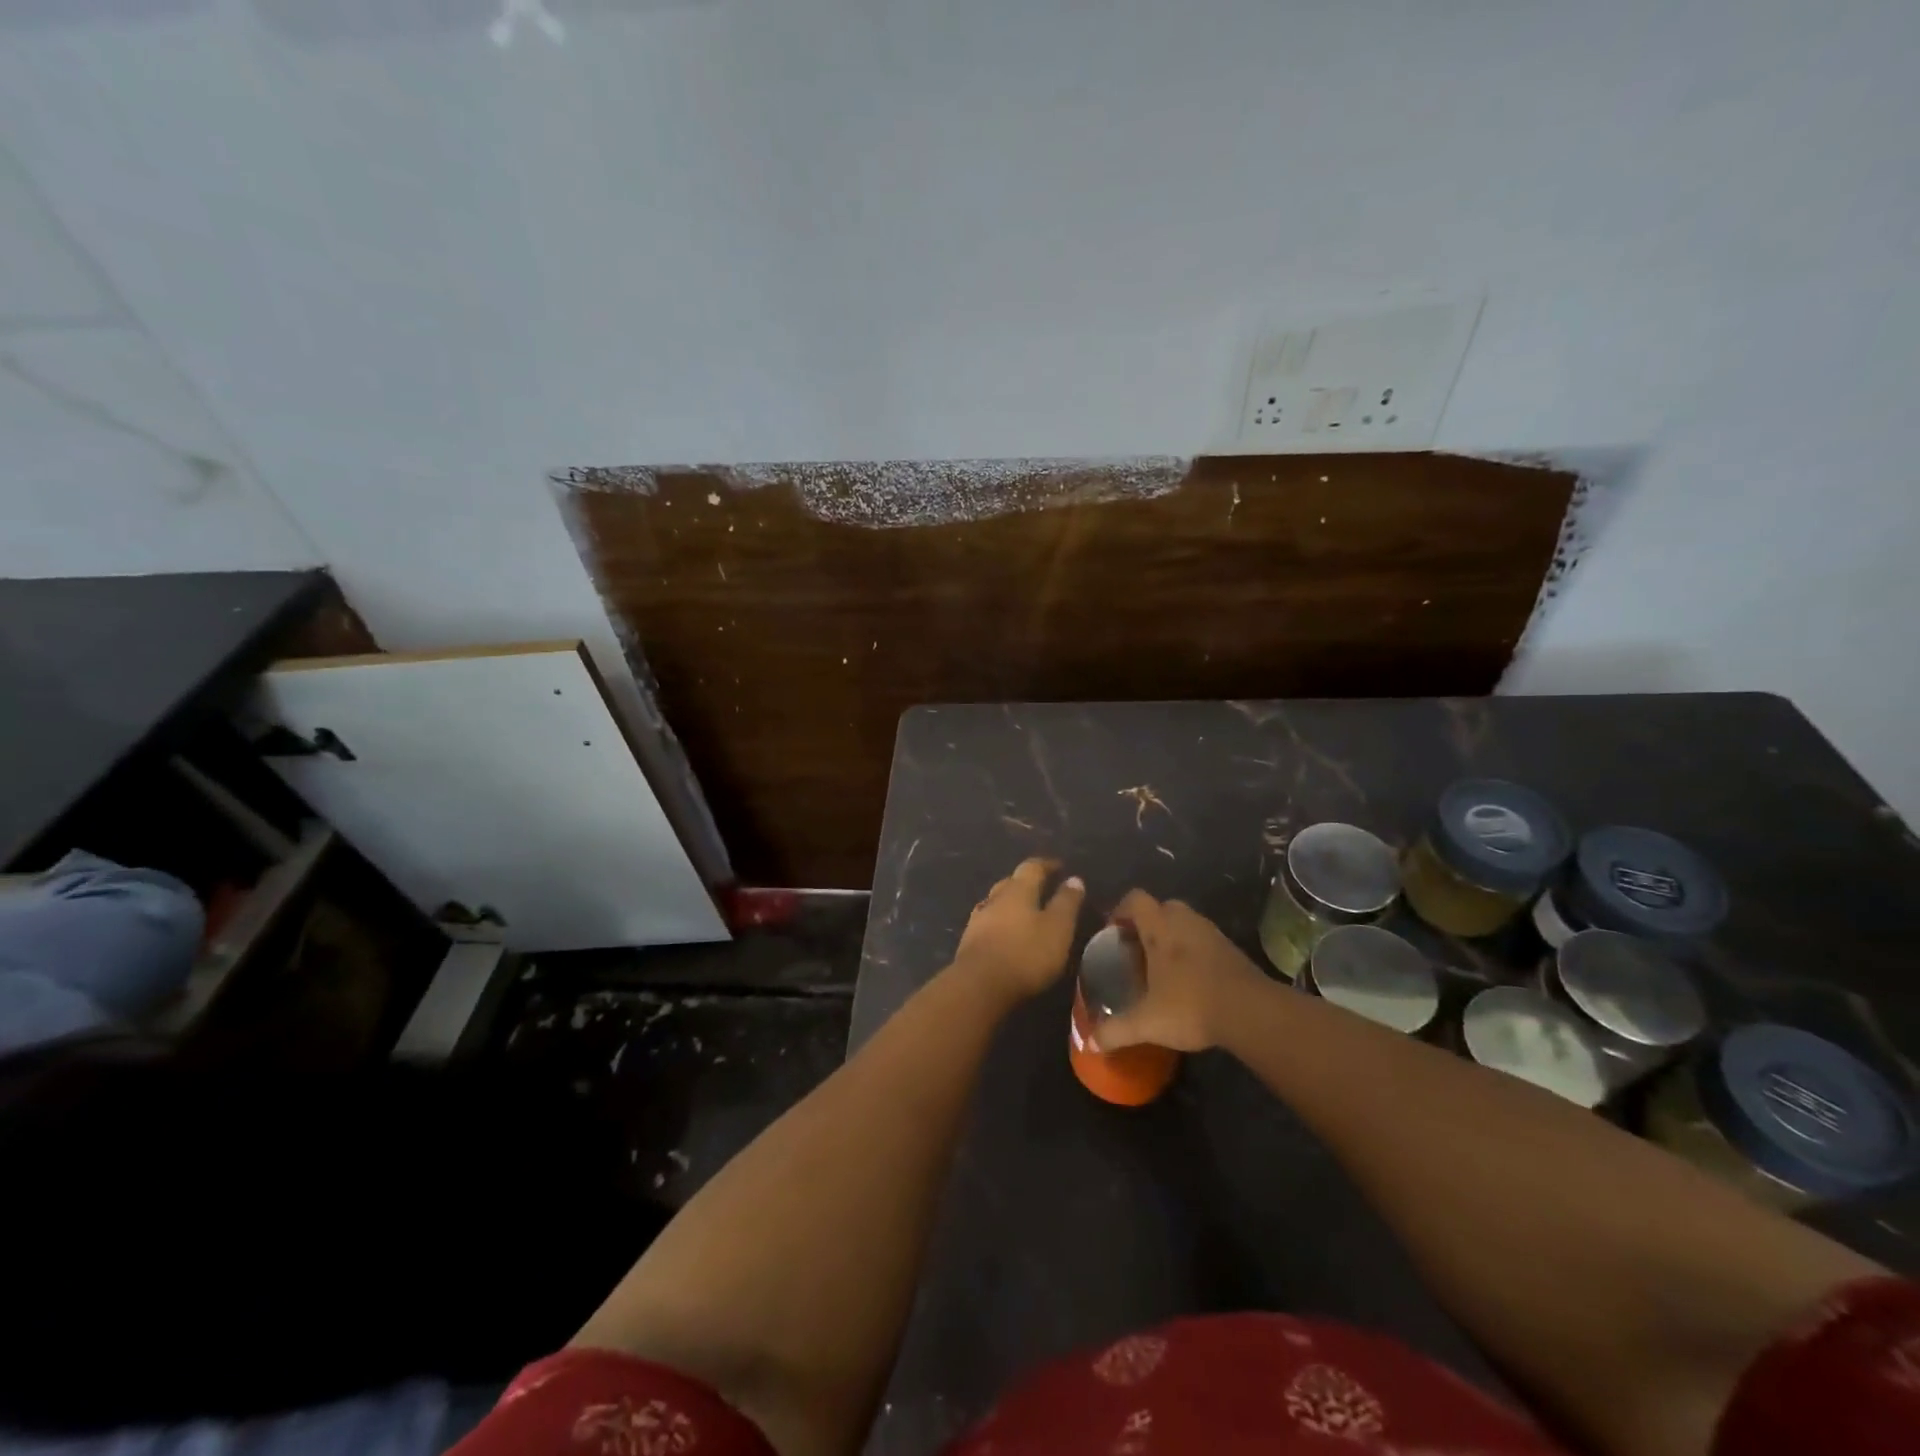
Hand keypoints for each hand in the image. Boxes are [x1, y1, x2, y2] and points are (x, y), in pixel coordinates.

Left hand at [952, 858, 1085, 1002]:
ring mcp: (978, 918)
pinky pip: (988, 922)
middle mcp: (995, 897)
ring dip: (1011, 903)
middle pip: (1011, 882)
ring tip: (1025, 912)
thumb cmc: (1026, 953)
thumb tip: (1074, 878)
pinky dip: (1000, 922)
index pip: (1032, 867)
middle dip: (1027, 882)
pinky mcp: (969, 940)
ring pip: (997, 902)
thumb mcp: (1058, 928)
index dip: (1047, 865)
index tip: (1059, 866)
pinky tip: (1004, 932)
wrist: (979, 985)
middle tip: (1042, 888)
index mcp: (1018, 890)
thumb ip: (1066, 903)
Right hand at [1094, 890, 1266, 1051]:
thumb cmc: (1191, 1005)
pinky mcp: (1231, 949)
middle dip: (1148, 923)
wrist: (1251, 1012)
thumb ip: (1116, 1031)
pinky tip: (1190, 980)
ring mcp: (1211, 933)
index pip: (1136, 899)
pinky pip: (1204, 939)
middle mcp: (1185, 921)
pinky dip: (1194, 951)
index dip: (1121, 910)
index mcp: (1160, 928)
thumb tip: (1089, 1043)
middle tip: (1138, 950)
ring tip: (1163, 967)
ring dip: (1172, 936)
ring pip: (1185, 922)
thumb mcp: (1147, 1023)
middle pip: (1162, 907)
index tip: (1114, 932)